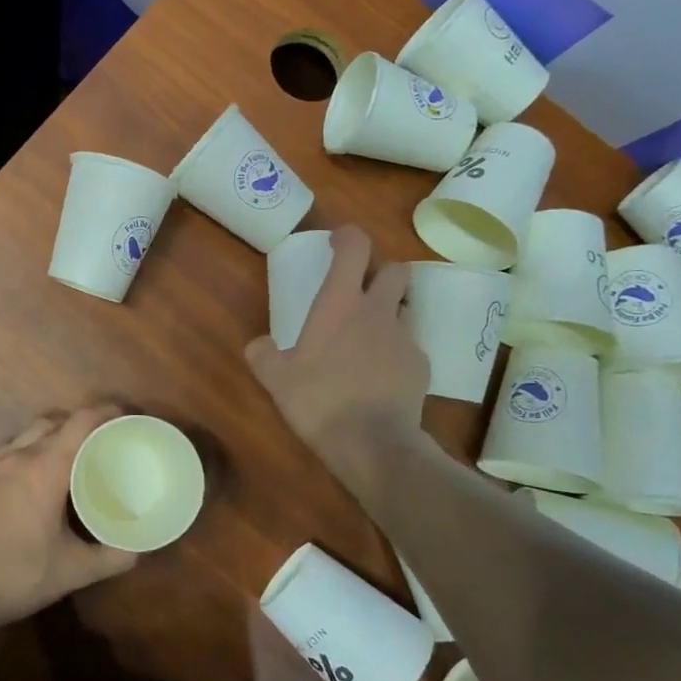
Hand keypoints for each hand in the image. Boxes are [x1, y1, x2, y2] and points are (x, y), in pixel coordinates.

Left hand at [0, 406, 138, 634]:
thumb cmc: (17, 574)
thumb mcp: (73, 570)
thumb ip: (111, 558)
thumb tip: (138, 550)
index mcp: (46, 467)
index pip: (81, 422)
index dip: (106, 412)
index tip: (126, 416)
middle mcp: (19, 455)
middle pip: (55, 421)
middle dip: (81, 424)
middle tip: (103, 441)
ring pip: (29, 433)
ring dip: (53, 435)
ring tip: (72, 457)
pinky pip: (11, 450)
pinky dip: (30, 450)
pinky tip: (36, 478)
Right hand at [245, 225, 423, 485]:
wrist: (372, 443)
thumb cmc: (319, 399)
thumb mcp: (276, 378)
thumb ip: (263, 354)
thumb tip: (258, 345)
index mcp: (341, 303)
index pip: (356, 248)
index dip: (348, 236)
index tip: (337, 241)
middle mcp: (378, 311)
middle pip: (395, 270)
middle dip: (380, 272)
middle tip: (360, 290)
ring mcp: (405, 338)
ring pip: (405, 308)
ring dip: (390, 311)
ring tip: (369, 337)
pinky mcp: (421, 366)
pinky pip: (410, 346)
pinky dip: (396, 352)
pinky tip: (380, 376)